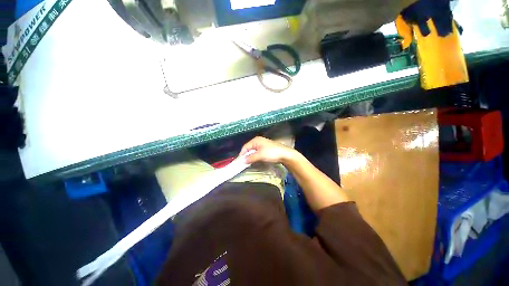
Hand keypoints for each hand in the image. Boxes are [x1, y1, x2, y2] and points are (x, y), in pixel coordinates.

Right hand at [239, 136, 296, 163]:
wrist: (285, 154)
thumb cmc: (271, 153)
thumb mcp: (260, 155)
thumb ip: (250, 158)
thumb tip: (242, 161)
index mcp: (256, 140)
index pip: (245, 147)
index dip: (242, 154)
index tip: (239, 162)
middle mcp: (258, 141)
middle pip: (249, 149)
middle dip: (246, 156)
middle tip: (243, 163)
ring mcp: (262, 145)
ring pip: (253, 151)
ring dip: (250, 157)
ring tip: (248, 163)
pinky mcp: (265, 149)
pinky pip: (257, 153)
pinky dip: (255, 157)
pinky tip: (255, 161)